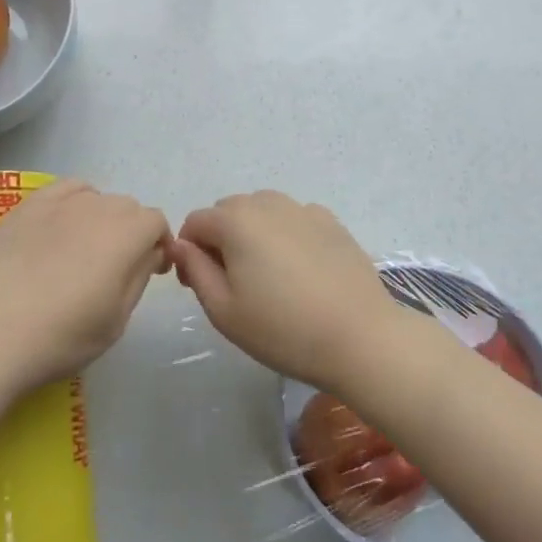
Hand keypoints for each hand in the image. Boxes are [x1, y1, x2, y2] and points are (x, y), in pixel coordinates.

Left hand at [0, 180, 171, 392]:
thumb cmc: (62, 336)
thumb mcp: (117, 320)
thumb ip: (139, 277)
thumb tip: (150, 253)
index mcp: (126, 235)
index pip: (156, 222)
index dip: (159, 245)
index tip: (150, 271)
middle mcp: (98, 207)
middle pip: (128, 208)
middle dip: (132, 232)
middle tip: (116, 268)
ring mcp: (60, 202)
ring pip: (97, 197)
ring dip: (102, 218)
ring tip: (84, 249)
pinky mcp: (28, 205)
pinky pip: (64, 189)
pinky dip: (74, 201)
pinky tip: (61, 226)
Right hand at [171, 191, 410, 393]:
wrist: (361, 338)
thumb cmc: (282, 329)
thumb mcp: (223, 310)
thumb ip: (194, 271)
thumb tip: (180, 246)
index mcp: (236, 221)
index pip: (195, 223)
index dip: (188, 252)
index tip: (199, 285)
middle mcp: (267, 203)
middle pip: (228, 211)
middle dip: (220, 239)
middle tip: (232, 283)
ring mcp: (303, 209)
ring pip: (262, 211)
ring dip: (253, 233)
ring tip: (267, 274)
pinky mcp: (331, 222)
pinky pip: (293, 219)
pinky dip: (285, 234)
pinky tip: (299, 270)